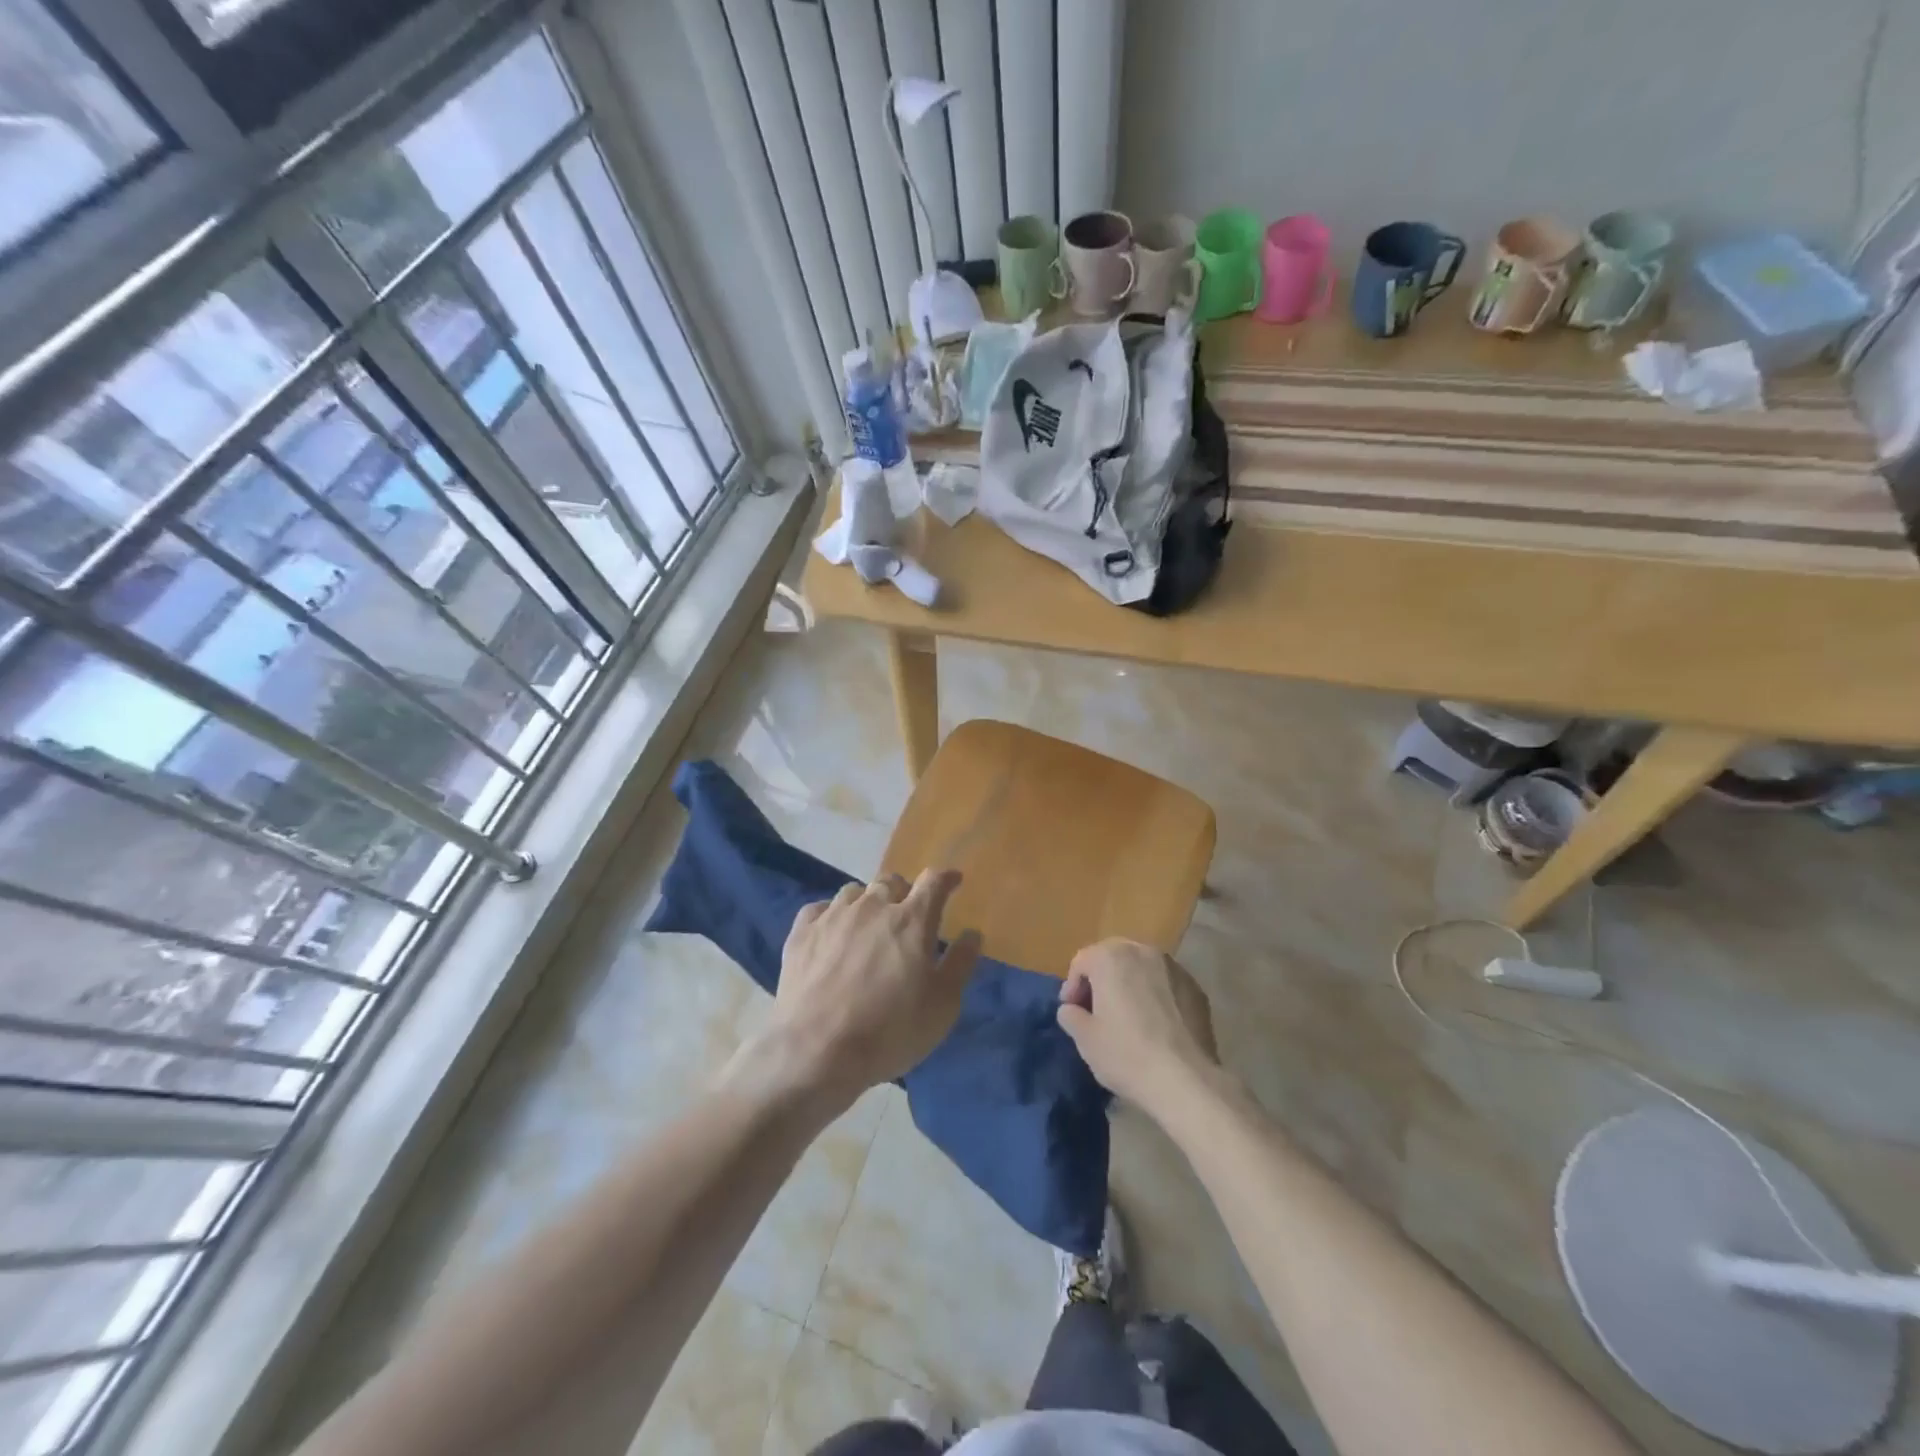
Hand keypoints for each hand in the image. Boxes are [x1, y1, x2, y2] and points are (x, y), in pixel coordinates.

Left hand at [752, 870, 981, 1110]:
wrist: (816, 1051)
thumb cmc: (890, 1031)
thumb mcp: (941, 1006)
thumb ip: (960, 965)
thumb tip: (972, 934)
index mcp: (912, 920)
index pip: (934, 882)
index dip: (946, 878)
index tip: (953, 881)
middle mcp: (872, 907)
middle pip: (891, 881)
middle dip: (904, 892)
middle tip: (908, 914)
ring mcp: (833, 916)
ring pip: (854, 891)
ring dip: (867, 902)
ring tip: (868, 924)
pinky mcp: (801, 933)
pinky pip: (819, 909)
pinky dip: (830, 915)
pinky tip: (831, 933)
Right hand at [1056, 938, 1219, 1114]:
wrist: (1186, 1081)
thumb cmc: (1126, 1054)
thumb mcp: (1084, 1038)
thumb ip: (1070, 1015)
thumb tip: (1072, 1010)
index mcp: (1111, 957)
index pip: (1082, 961)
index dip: (1072, 987)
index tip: (1072, 1012)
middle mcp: (1143, 951)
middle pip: (1113, 958)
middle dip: (1101, 980)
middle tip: (1096, 1011)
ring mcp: (1174, 967)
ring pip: (1141, 969)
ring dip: (1129, 985)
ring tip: (1127, 1016)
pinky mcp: (1196, 988)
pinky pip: (1165, 984)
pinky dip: (1155, 995)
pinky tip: (1155, 1025)